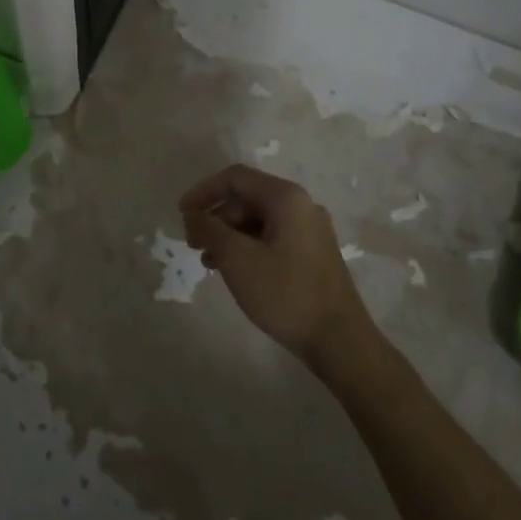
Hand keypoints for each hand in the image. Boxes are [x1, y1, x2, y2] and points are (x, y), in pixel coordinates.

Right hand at [179, 165, 379, 371]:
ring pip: (258, 220)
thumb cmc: (286, 293)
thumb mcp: (237, 259)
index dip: (203, 191)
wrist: (340, 341)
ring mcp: (310, 230)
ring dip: (229, 235)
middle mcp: (301, 205)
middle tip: (193, 244)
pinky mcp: (313, 253)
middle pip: (247, 198)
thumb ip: (210, 230)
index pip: (235, 178)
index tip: (181, 214)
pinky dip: (248, 247)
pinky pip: (272, 237)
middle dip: (216, 217)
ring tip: (209, 262)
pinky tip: (234, 271)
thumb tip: (193, 216)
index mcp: (286, 198)